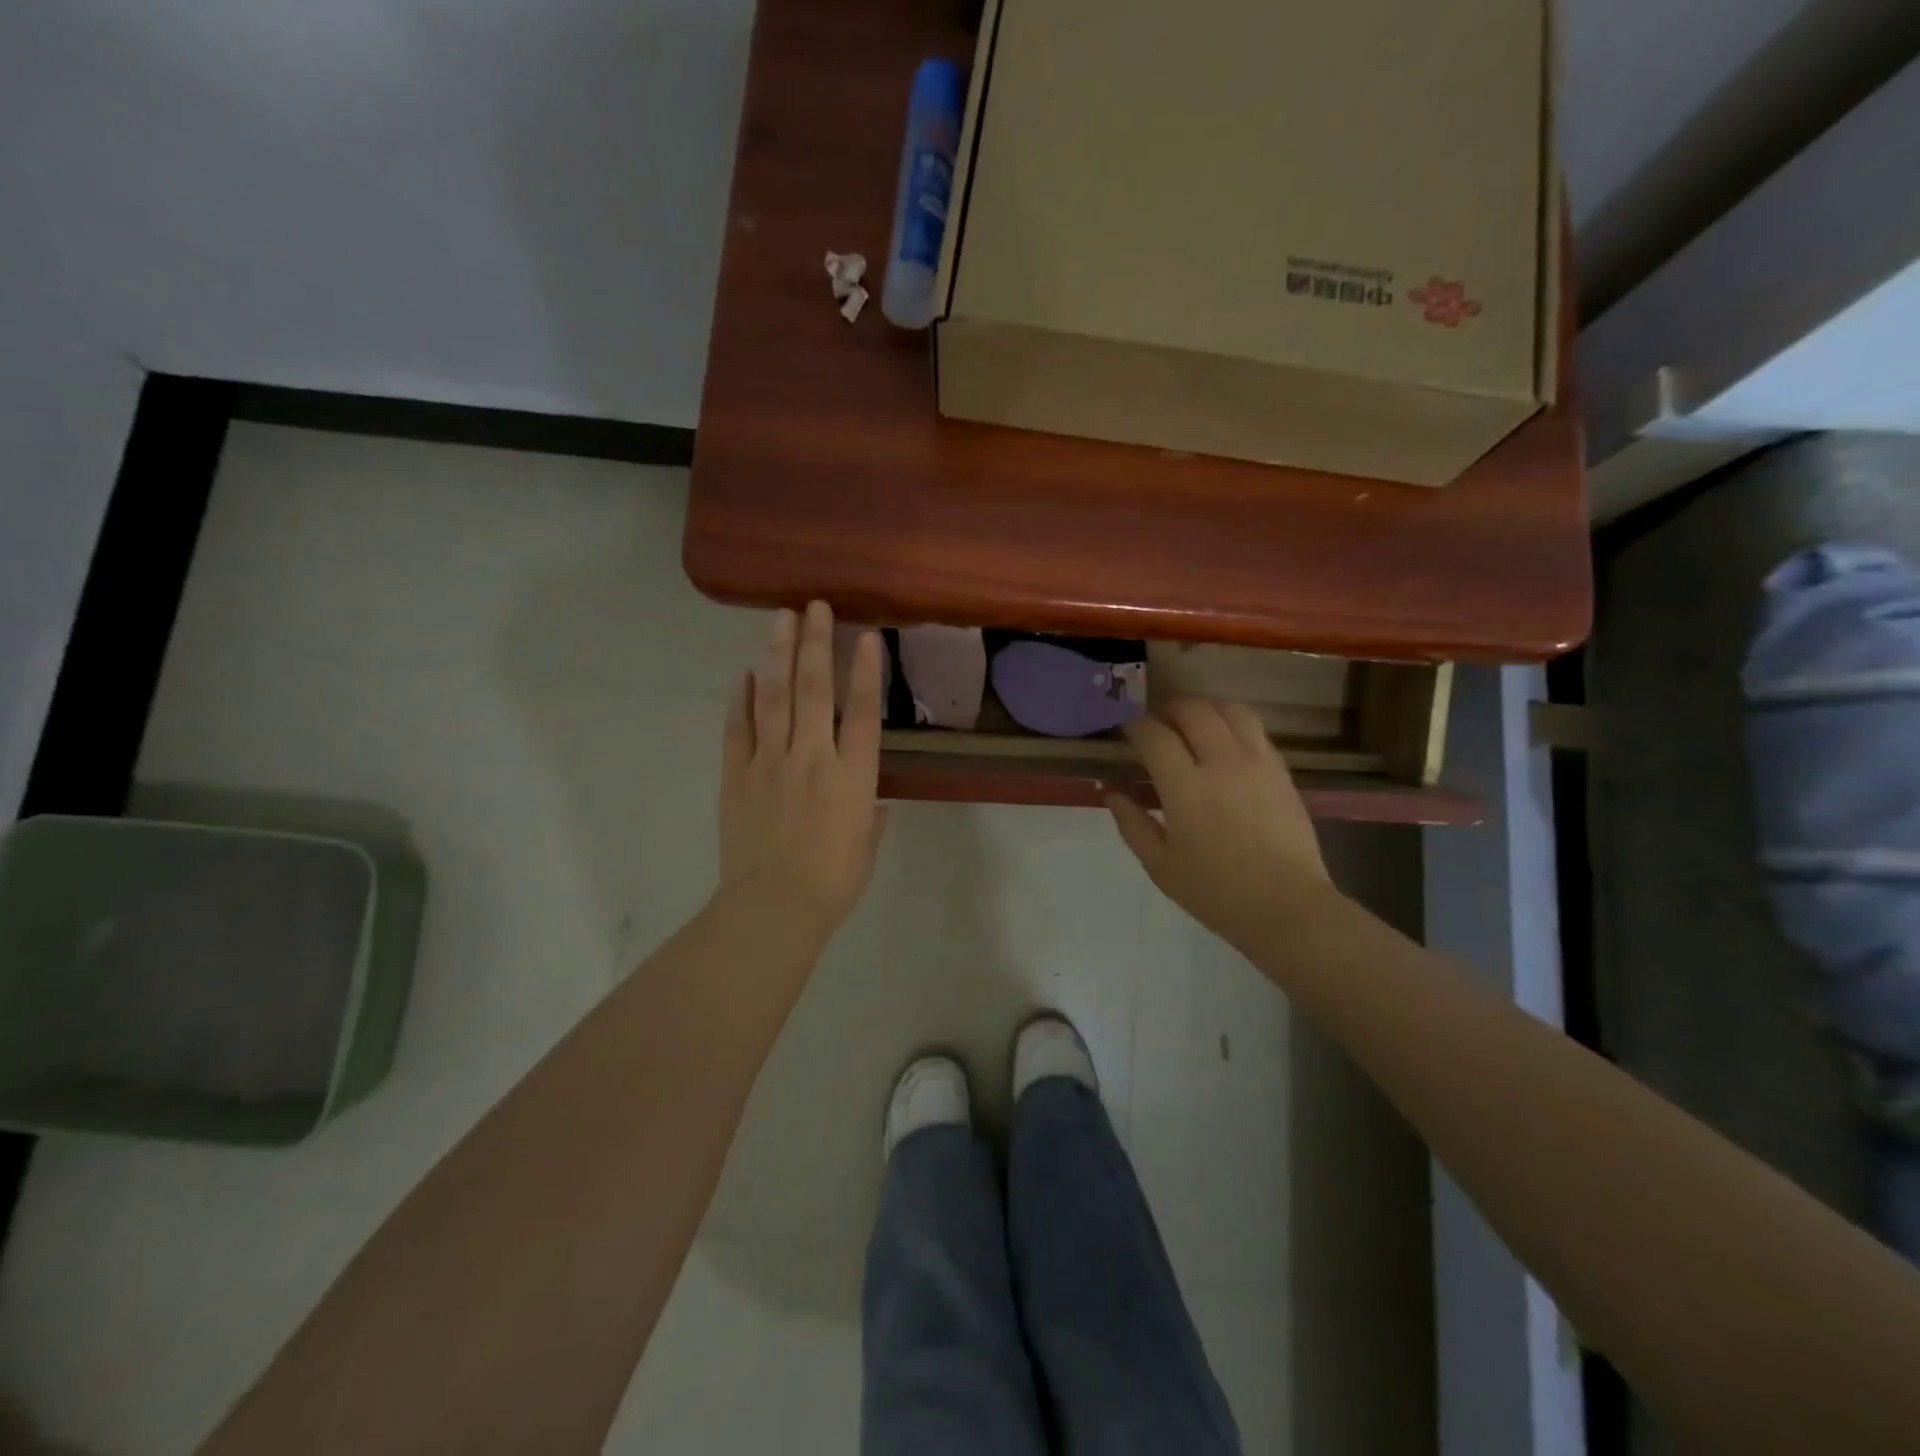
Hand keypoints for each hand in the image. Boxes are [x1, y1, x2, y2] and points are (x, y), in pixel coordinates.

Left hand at [720, 601, 887, 943]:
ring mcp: (770, 762)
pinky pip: (738, 728)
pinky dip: (741, 699)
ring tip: (780, 619)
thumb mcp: (866, 846)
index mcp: (852, 774)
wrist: (773, 908)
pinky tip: (744, 674)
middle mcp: (811, 756)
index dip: (865, 669)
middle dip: (816, 642)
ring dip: (778, 654)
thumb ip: (870, 815)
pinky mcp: (737, 775)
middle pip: (814, 688)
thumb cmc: (833, 882)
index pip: (861, 710)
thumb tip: (869, 801)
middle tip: (814, 606)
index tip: (865, 635)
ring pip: (774, 696)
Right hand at [1107, 699, 1336, 951]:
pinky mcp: (1281, 771)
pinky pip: (1256, 730)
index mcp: (1186, 787)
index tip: (1126, 731)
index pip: (1154, 735)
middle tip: (1157, 725)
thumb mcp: (1160, 865)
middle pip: (1193, 710)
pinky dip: (1233, 726)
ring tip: (1193, 727)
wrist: (1286, 908)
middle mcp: (1222, 762)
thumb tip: (1111, 791)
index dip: (1135, 726)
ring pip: (1230, 710)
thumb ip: (1131, 823)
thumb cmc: (1215, 892)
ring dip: (1205, 710)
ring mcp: (1257, 763)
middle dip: (1169, 710)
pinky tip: (1225, 746)